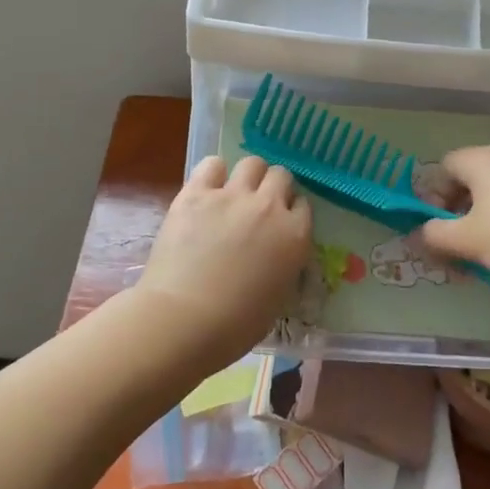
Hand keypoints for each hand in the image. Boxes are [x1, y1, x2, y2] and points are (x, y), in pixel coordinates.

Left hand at [133, 155, 312, 373]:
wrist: (186, 319)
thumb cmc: (236, 325)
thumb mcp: (278, 296)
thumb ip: (283, 265)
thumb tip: (275, 254)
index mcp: (295, 236)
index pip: (303, 206)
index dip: (290, 213)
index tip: (280, 225)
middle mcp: (269, 207)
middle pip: (280, 176)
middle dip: (273, 188)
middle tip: (258, 207)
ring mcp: (232, 196)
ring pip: (252, 163)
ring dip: (248, 176)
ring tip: (234, 193)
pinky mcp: (196, 193)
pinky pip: (211, 165)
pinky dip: (213, 173)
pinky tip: (207, 189)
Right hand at [420, 146, 489, 294]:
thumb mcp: (468, 241)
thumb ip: (435, 236)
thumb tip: (417, 235)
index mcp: (481, 159)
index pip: (444, 167)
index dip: (434, 196)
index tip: (437, 228)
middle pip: (471, 180)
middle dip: (458, 214)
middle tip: (458, 247)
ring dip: (485, 222)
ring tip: (487, 256)